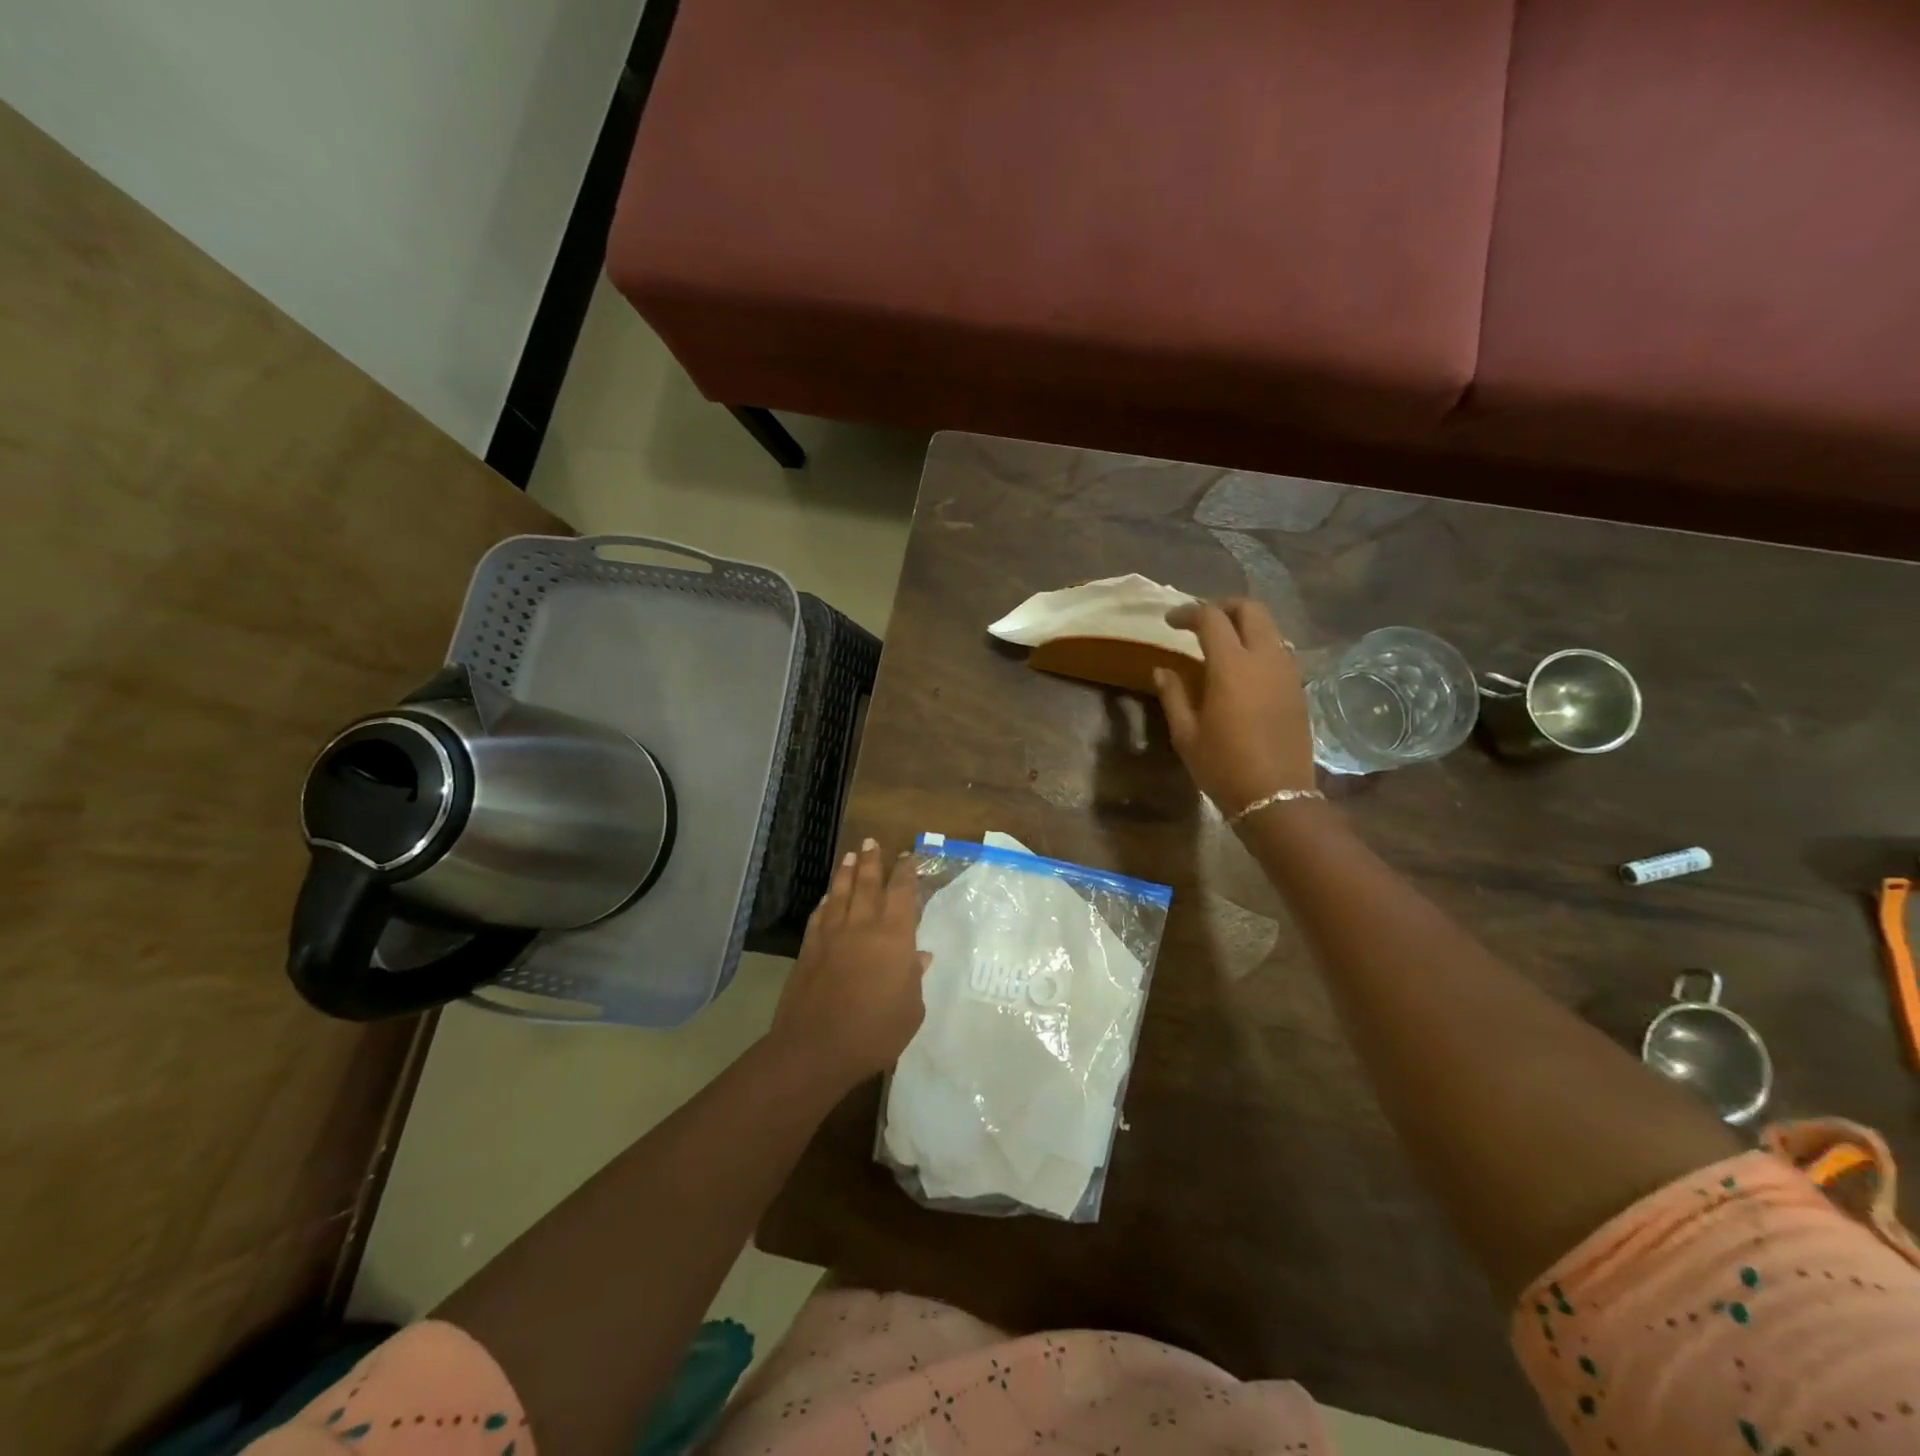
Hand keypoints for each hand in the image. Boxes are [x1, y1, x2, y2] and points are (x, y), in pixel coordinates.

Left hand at [771, 839, 929, 1089]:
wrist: (816, 1048)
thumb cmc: (875, 1032)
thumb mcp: (910, 1009)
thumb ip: (914, 978)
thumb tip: (920, 956)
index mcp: (893, 937)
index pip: (901, 893)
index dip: (905, 873)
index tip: (907, 857)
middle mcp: (862, 926)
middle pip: (867, 884)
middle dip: (871, 861)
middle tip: (871, 841)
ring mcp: (831, 936)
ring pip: (839, 893)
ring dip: (846, 872)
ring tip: (850, 856)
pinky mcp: (809, 949)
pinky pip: (819, 916)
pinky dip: (824, 902)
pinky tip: (826, 897)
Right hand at [1152, 598, 1315, 814]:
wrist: (1276, 796)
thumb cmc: (1223, 766)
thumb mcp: (1186, 733)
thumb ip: (1174, 694)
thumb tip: (1163, 670)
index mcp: (1232, 666)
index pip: (1211, 618)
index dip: (1188, 613)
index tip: (1170, 622)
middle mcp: (1265, 658)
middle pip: (1250, 609)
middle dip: (1223, 606)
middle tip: (1200, 622)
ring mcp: (1287, 671)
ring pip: (1269, 628)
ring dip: (1244, 625)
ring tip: (1221, 644)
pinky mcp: (1298, 688)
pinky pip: (1278, 651)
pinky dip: (1258, 646)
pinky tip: (1242, 670)